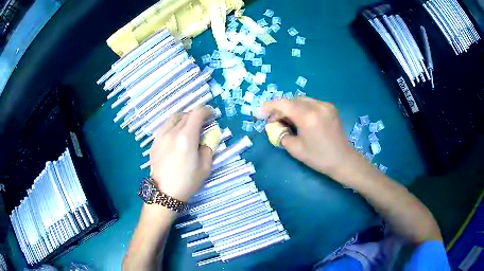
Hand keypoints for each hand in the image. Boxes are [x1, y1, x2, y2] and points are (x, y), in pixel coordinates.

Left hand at [149, 106, 213, 201]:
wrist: (165, 193)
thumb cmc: (188, 181)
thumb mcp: (206, 166)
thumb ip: (208, 147)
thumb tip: (207, 138)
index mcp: (186, 137)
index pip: (197, 113)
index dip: (206, 111)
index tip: (212, 115)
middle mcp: (172, 132)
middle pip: (186, 114)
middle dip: (196, 115)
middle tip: (202, 123)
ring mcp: (160, 136)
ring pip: (173, 118)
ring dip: (184, 118)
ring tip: (188, 127)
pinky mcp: (154, 142)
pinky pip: (165, 127)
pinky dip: (173, 126)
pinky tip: (176, 137)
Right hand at [263, 97, 358, 178]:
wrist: (342, 160)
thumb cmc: (318, 157)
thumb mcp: (295, 149)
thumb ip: (281, 134)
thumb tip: (274, 125)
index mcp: (307, 116)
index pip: (283, 104)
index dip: (269, 107)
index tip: (259, 113)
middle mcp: (317, 106)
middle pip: (292, 100)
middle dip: (280, 108)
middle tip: (274, 121)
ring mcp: (325, 105)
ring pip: (301, 100)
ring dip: (291, 107)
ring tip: (287, 120)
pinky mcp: (330, 107)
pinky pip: (311, 103)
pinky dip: (302, 108)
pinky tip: (301, 119)